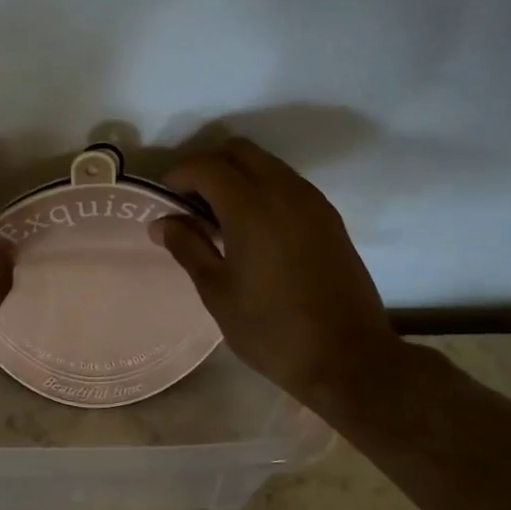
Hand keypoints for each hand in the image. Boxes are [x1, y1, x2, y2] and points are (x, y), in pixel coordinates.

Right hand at [153, 138, 400, 404]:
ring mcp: (312, 202)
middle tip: (188, 202)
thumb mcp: (217, 291)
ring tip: (217, 217)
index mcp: (251, 207)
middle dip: (207, 166)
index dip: (178, 175)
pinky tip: (251, 229)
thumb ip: (187, 246)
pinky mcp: (329, 218)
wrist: (348, 358)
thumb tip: (162, 222)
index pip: (206, 166)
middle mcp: (284, 191)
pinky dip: (261, 189)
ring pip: (266, 163)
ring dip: (236, 175)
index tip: (162, 200)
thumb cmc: (271, 329)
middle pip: (238, 151)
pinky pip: (287, 183)